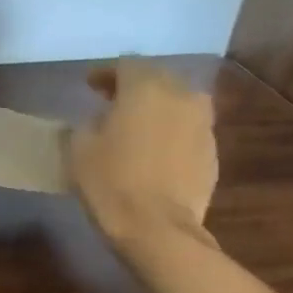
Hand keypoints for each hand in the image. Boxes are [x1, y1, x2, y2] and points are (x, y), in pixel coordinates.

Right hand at [69, 57, 218, 251]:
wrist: (157, 228)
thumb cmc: (110, 181)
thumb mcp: (80, 148)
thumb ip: (89, 123)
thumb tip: (100, 120)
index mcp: (145, 89)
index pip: (126, 65)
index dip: (105, 73)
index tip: (89, 85)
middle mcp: (181, 96)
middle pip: (157, 78)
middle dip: (134, 86)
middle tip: (112, 101)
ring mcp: (202, 124)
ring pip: (178, 102)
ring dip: (157, 107)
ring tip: (136, 125)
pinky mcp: (212, 151)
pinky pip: (188, 128)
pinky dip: (170, 130)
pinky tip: (154, 149)